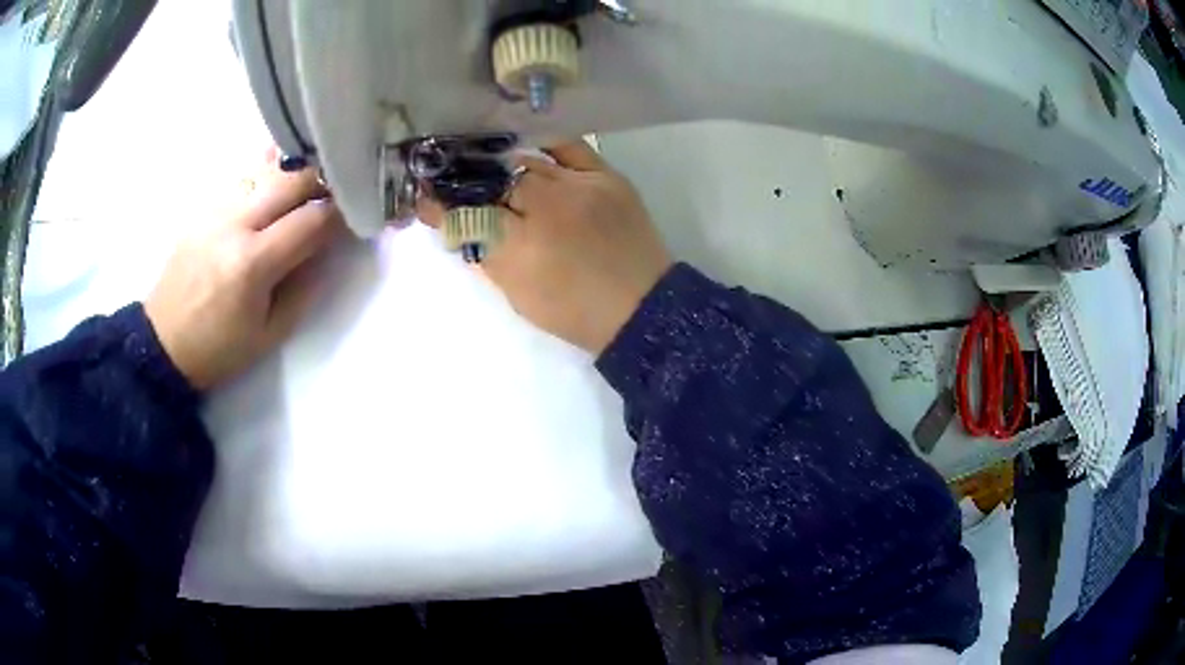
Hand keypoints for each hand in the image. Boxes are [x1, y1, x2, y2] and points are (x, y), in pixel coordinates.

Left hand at [145, 150, 342, 389]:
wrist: (163, 342)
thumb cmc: (218, 349)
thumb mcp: (270, 333)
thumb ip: (303, 287)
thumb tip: (327, 248)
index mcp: (252, 263)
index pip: (311, 221)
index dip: (340, 215)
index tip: (357, 216)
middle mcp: (235, 224)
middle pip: (292, 180)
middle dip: (324, 181)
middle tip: (340, 190)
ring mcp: (216, 210)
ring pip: (267, 168)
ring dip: (297, 170)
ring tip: (314, 175)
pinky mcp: (204, 208)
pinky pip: (244, 177)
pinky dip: (268, 170)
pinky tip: (279, 172)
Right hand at [420, 141, 671, 354]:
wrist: (640, 308)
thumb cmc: (573, 311)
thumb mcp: (517, 293)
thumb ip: (484, 253)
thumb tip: (453, 220)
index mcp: (520, 248)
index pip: (467, 212)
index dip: (442, 204)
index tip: (425, 197)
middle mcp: (546, 207)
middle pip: (494, 181)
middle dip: (473, 184)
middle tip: (461, 185)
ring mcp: (579, 186)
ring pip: (525, 161)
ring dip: (504, 167)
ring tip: (491, 166)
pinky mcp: (606, 175)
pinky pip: (567, 145)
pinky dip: (543, 143)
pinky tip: (528, 146)